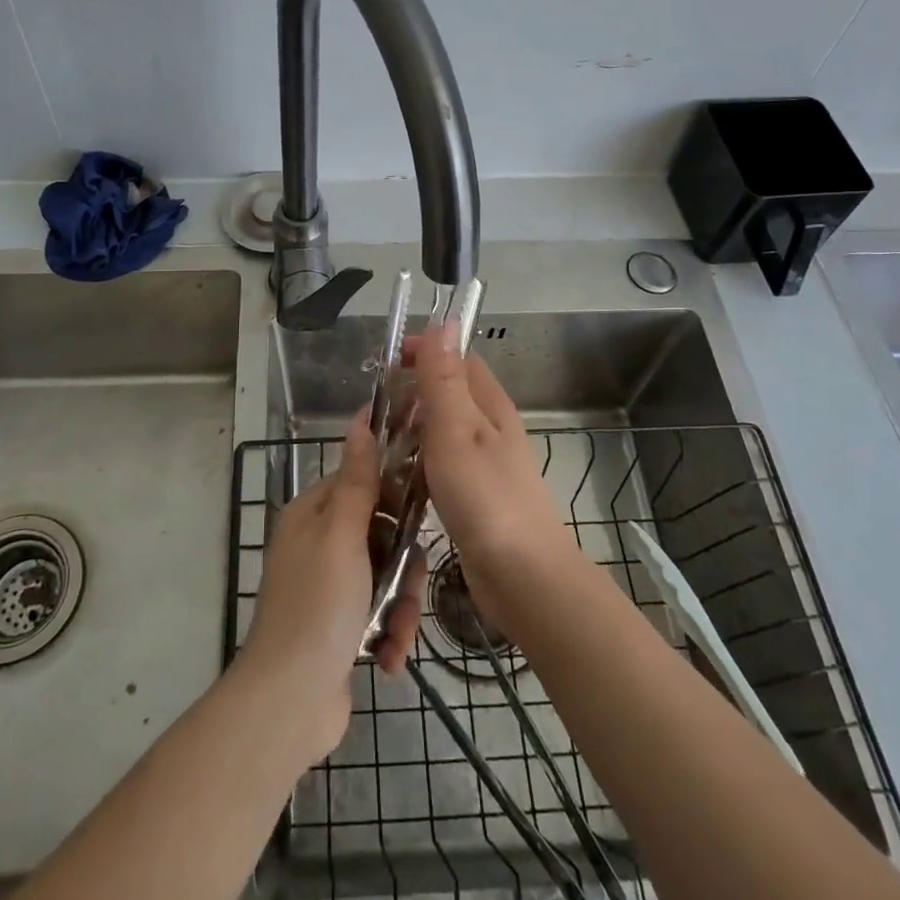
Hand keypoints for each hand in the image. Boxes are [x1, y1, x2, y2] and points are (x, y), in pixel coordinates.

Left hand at [238, 412, 422, 762]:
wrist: (289, 703)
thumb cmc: (317, 606)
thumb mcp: (341, 535)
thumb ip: (358, 480)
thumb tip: (361, 419)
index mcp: (312, 515)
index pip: (362, 481)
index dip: (395, 493)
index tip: (427, 505)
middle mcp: (318, 544)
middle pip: (381, 534)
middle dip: (403, 566)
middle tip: (410, 588)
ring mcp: (329, 587)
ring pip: (386, 577)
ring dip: (399, 608)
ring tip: (396, 638)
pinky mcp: (340, 626)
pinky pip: (378, 614)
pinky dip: (387, 635)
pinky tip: (387, 660)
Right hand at [408, 324, 579, 635]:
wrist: (523, 577)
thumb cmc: (485, 497)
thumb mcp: (456, 429)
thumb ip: (445, 378)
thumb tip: (444, 322)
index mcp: (490, 405)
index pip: (458, 359)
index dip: (425, 351)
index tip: (386, 362)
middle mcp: (491, 428)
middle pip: (449, 393)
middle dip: (413, 391)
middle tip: (376, 409)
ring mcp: (485, 463)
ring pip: (443, 430)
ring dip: (413, 428)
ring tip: (379, 443)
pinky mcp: (476, 495)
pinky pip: (443, 464)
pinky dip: (420, 462)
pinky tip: (399, 479)